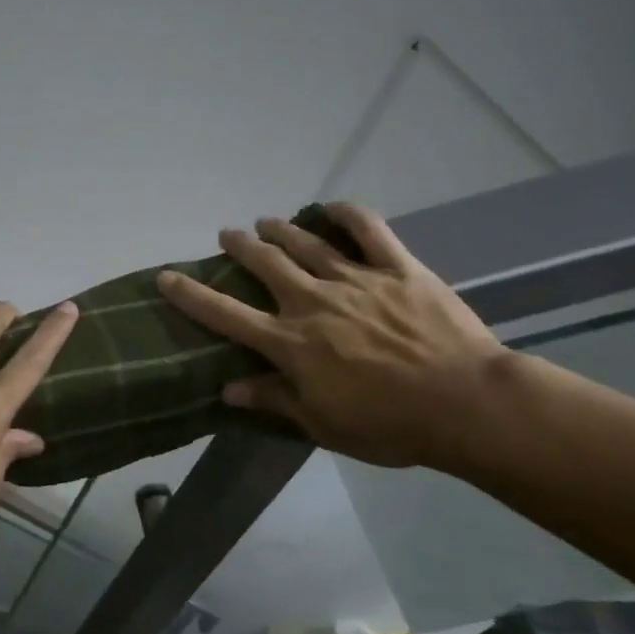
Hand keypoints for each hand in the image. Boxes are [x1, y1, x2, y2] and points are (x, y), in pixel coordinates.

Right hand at [157, 203, 506, 468]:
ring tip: (266, 221)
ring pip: (306, 243)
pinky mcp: (398, 268)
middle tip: (229, 235)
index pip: (226, 314)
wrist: (468, 405)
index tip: (166, 277)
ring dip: (280, 229)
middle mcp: (313, 302)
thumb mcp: (323, 424)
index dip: (190, 294)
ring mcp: (357, 279)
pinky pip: (369, 230)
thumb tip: (227, 389)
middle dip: (241, 245)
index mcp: (291, 342)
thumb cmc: (391, 425)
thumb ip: (274, 400)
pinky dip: (347, 213)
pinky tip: (332, 207)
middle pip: (265, 263)